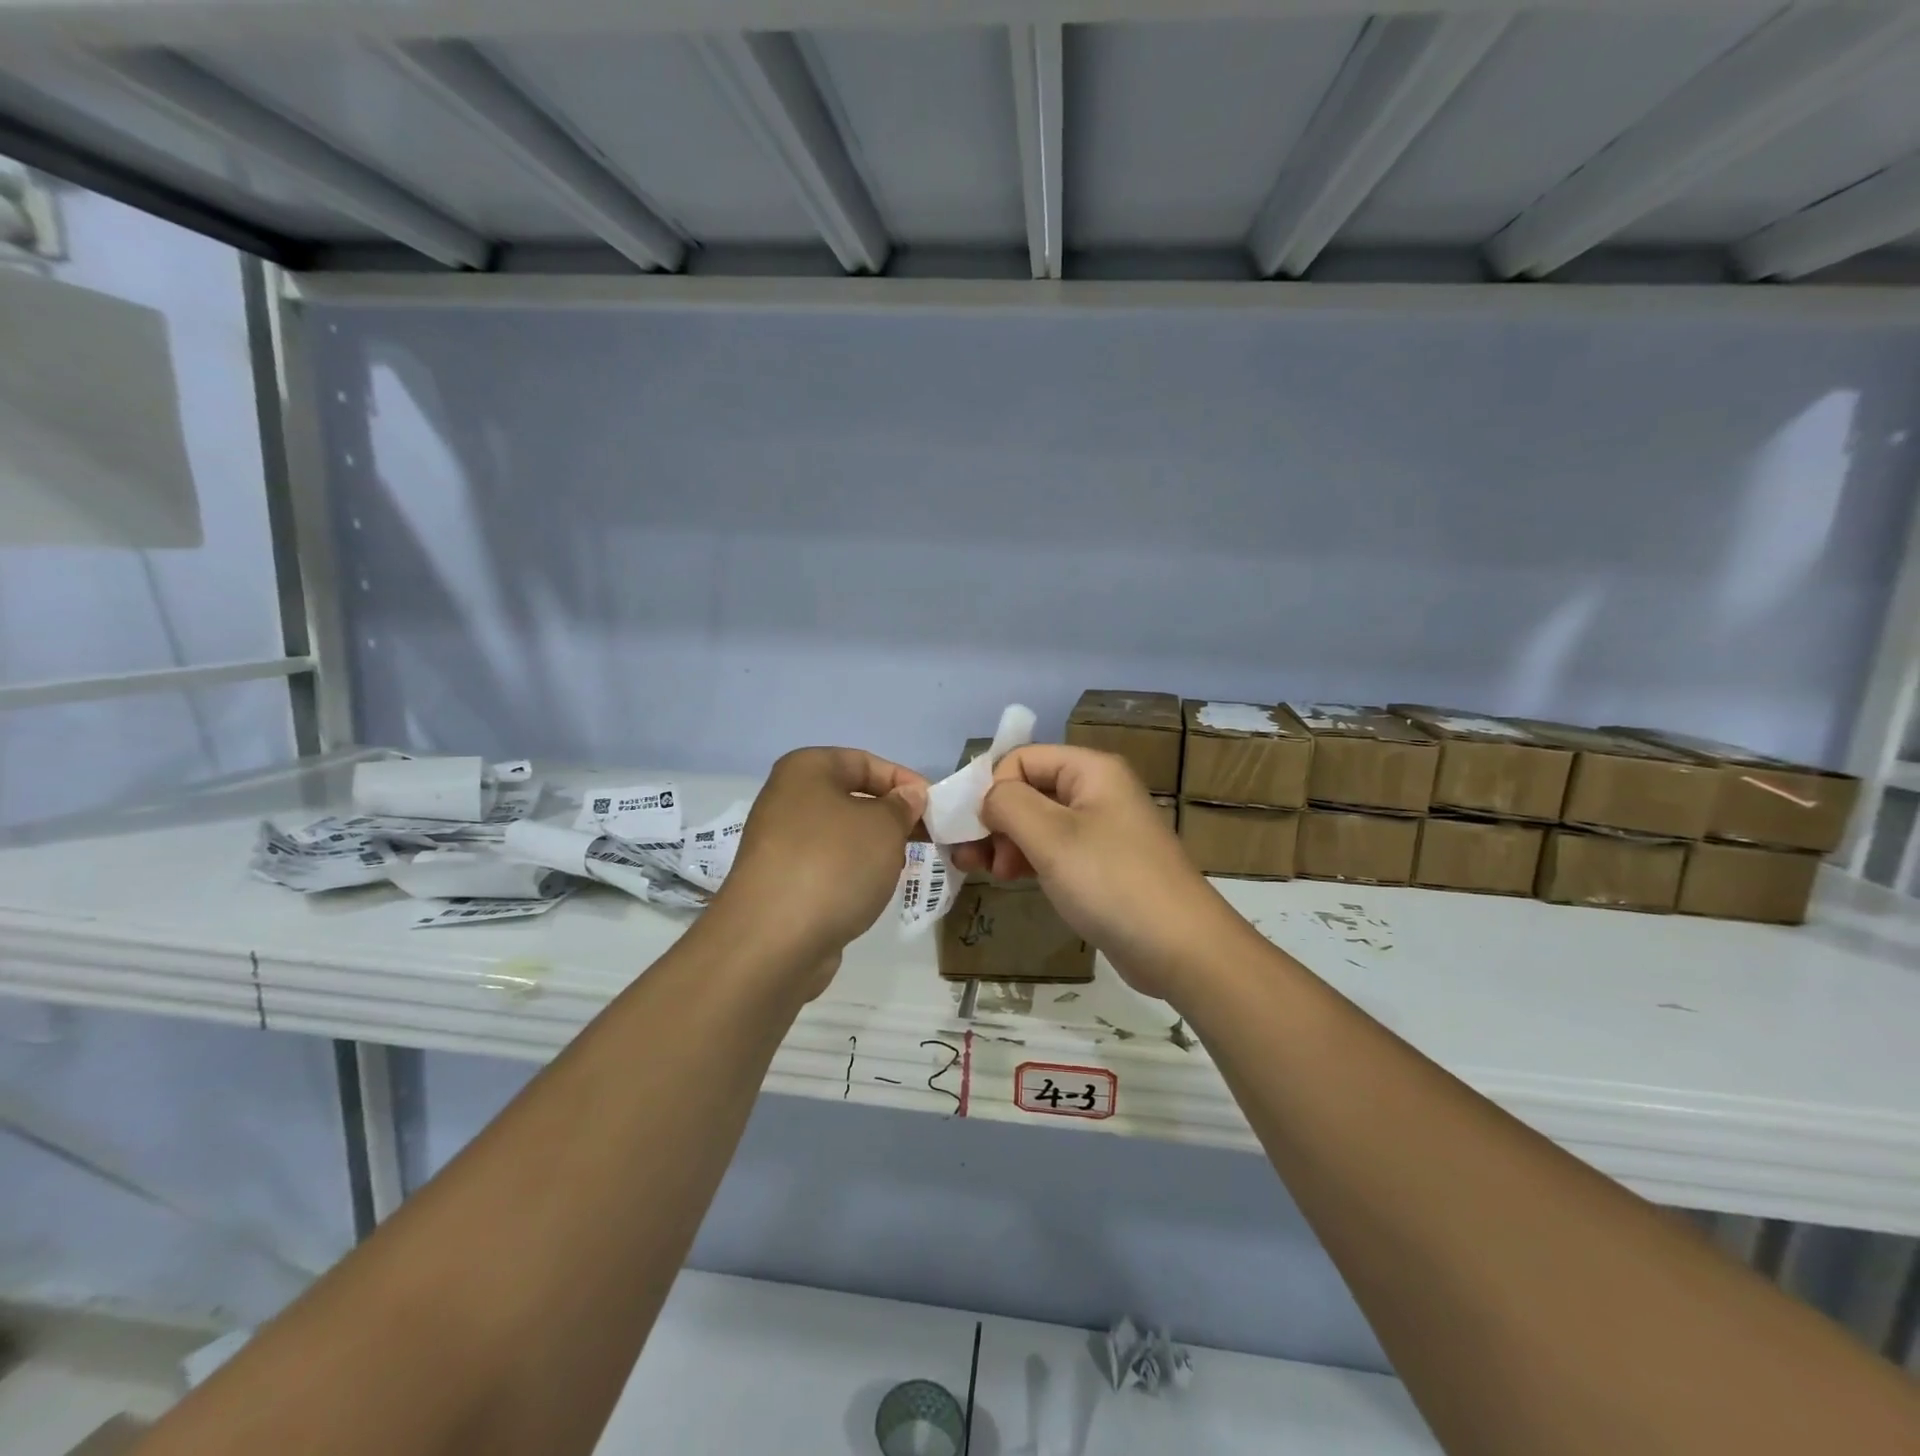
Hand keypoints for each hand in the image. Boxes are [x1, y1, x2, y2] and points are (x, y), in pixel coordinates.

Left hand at [712, 748, 926, 994]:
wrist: (774, 940)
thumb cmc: (835, 864)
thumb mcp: (884, 826)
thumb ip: (902, 805)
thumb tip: (908, 796)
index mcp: (806, 769)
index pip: (865, 762)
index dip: (904, 781)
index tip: (935, 808)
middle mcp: (787, 799)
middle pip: (852, 798)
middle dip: (891, 817)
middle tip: (925, 838)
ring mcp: (779, 843)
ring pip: (841, 835)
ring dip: (874, 848)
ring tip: (900, 867)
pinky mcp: (780, 881)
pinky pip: (827, 866)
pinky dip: (852, 874)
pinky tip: (870, 892)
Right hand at [950, 745, 1244, 1000]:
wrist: (1180, 948)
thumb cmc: (1111, 882)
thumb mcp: (1051, 837)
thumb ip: (1007, 804)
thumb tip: (988, 799)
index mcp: (1091, 770)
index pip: (1022, 759)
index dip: (993, 788)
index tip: (978, 831)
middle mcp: (1096, 791)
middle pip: (1028, 789)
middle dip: (996, 820)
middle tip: (976, 859)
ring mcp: (1100, 829)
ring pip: (1037, 822)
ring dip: (1006, 842)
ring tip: (988, 873)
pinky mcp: (1101, 865)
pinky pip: (1054, 849)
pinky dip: (1028, 859)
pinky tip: (1012, 879)